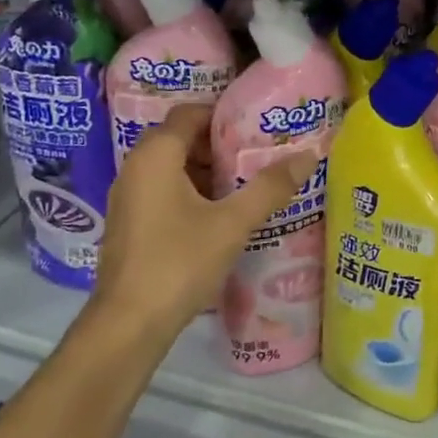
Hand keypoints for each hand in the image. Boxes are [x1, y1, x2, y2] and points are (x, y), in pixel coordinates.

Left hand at [84, 104, 319, 335]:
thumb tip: (309, 155)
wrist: (129, 324)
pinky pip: (164, 191)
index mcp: (156, 156)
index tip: (257, 126)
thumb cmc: (179, 262)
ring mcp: (128, 197)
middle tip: (258, 153)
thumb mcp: (233, 223)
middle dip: (219, 144)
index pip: (189, 113)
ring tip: (248, 182)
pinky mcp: (130, 224)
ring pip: (172, 168)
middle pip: (181, 139)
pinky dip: (192, 192)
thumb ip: (270, 187)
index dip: (223, 115)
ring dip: (207, 171)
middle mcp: (135, 168)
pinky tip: (222, 214)